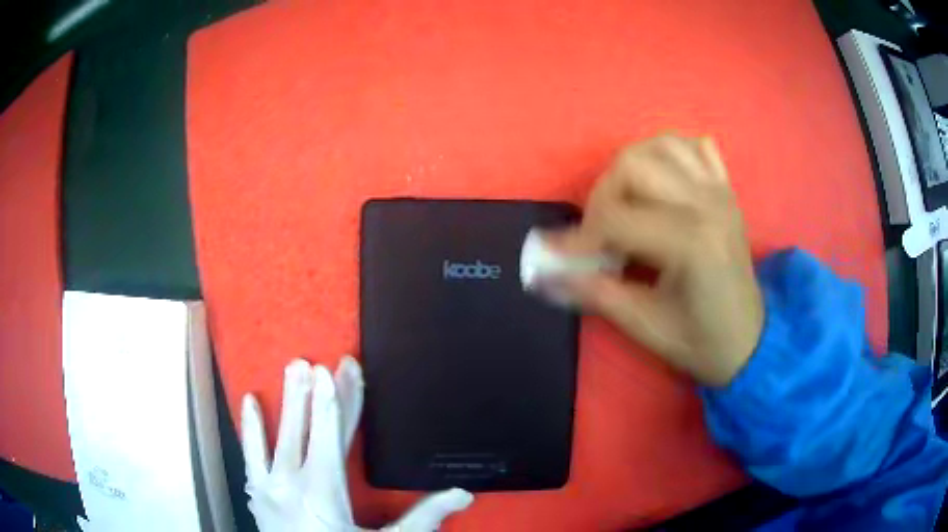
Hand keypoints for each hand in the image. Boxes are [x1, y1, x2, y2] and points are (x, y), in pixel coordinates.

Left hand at [241, 357, 473, 530]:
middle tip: (312, 360)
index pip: (333, 435)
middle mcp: (291, 483)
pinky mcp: (257, 494)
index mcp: (323, 492)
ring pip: (276, 435)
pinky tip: (250, 402)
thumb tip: (462, 494)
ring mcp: (268, 487)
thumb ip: (422, 519)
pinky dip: (251, 428)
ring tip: (291, 368)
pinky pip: (250, 454)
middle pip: (304, 428)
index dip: (339, 400)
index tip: (340, 369)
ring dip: (286, 402)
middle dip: (311, 393)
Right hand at [543, 134, 762, 385]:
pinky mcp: (725, 190)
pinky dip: (669, 153)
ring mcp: (719, 192)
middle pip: (633, 164)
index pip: (616, 218)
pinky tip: (660, 181)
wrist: (750, 341)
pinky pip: (693, 147)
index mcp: (691, 242)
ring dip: (631, 166)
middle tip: (598, 232)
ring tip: (625, 203)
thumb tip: (544, 275)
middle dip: (601, 195)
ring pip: (660, 145)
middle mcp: (707, 204)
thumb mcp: (646, 327)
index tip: (554, 256)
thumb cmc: (702, 342)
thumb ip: (595, 294)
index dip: (577, 236)